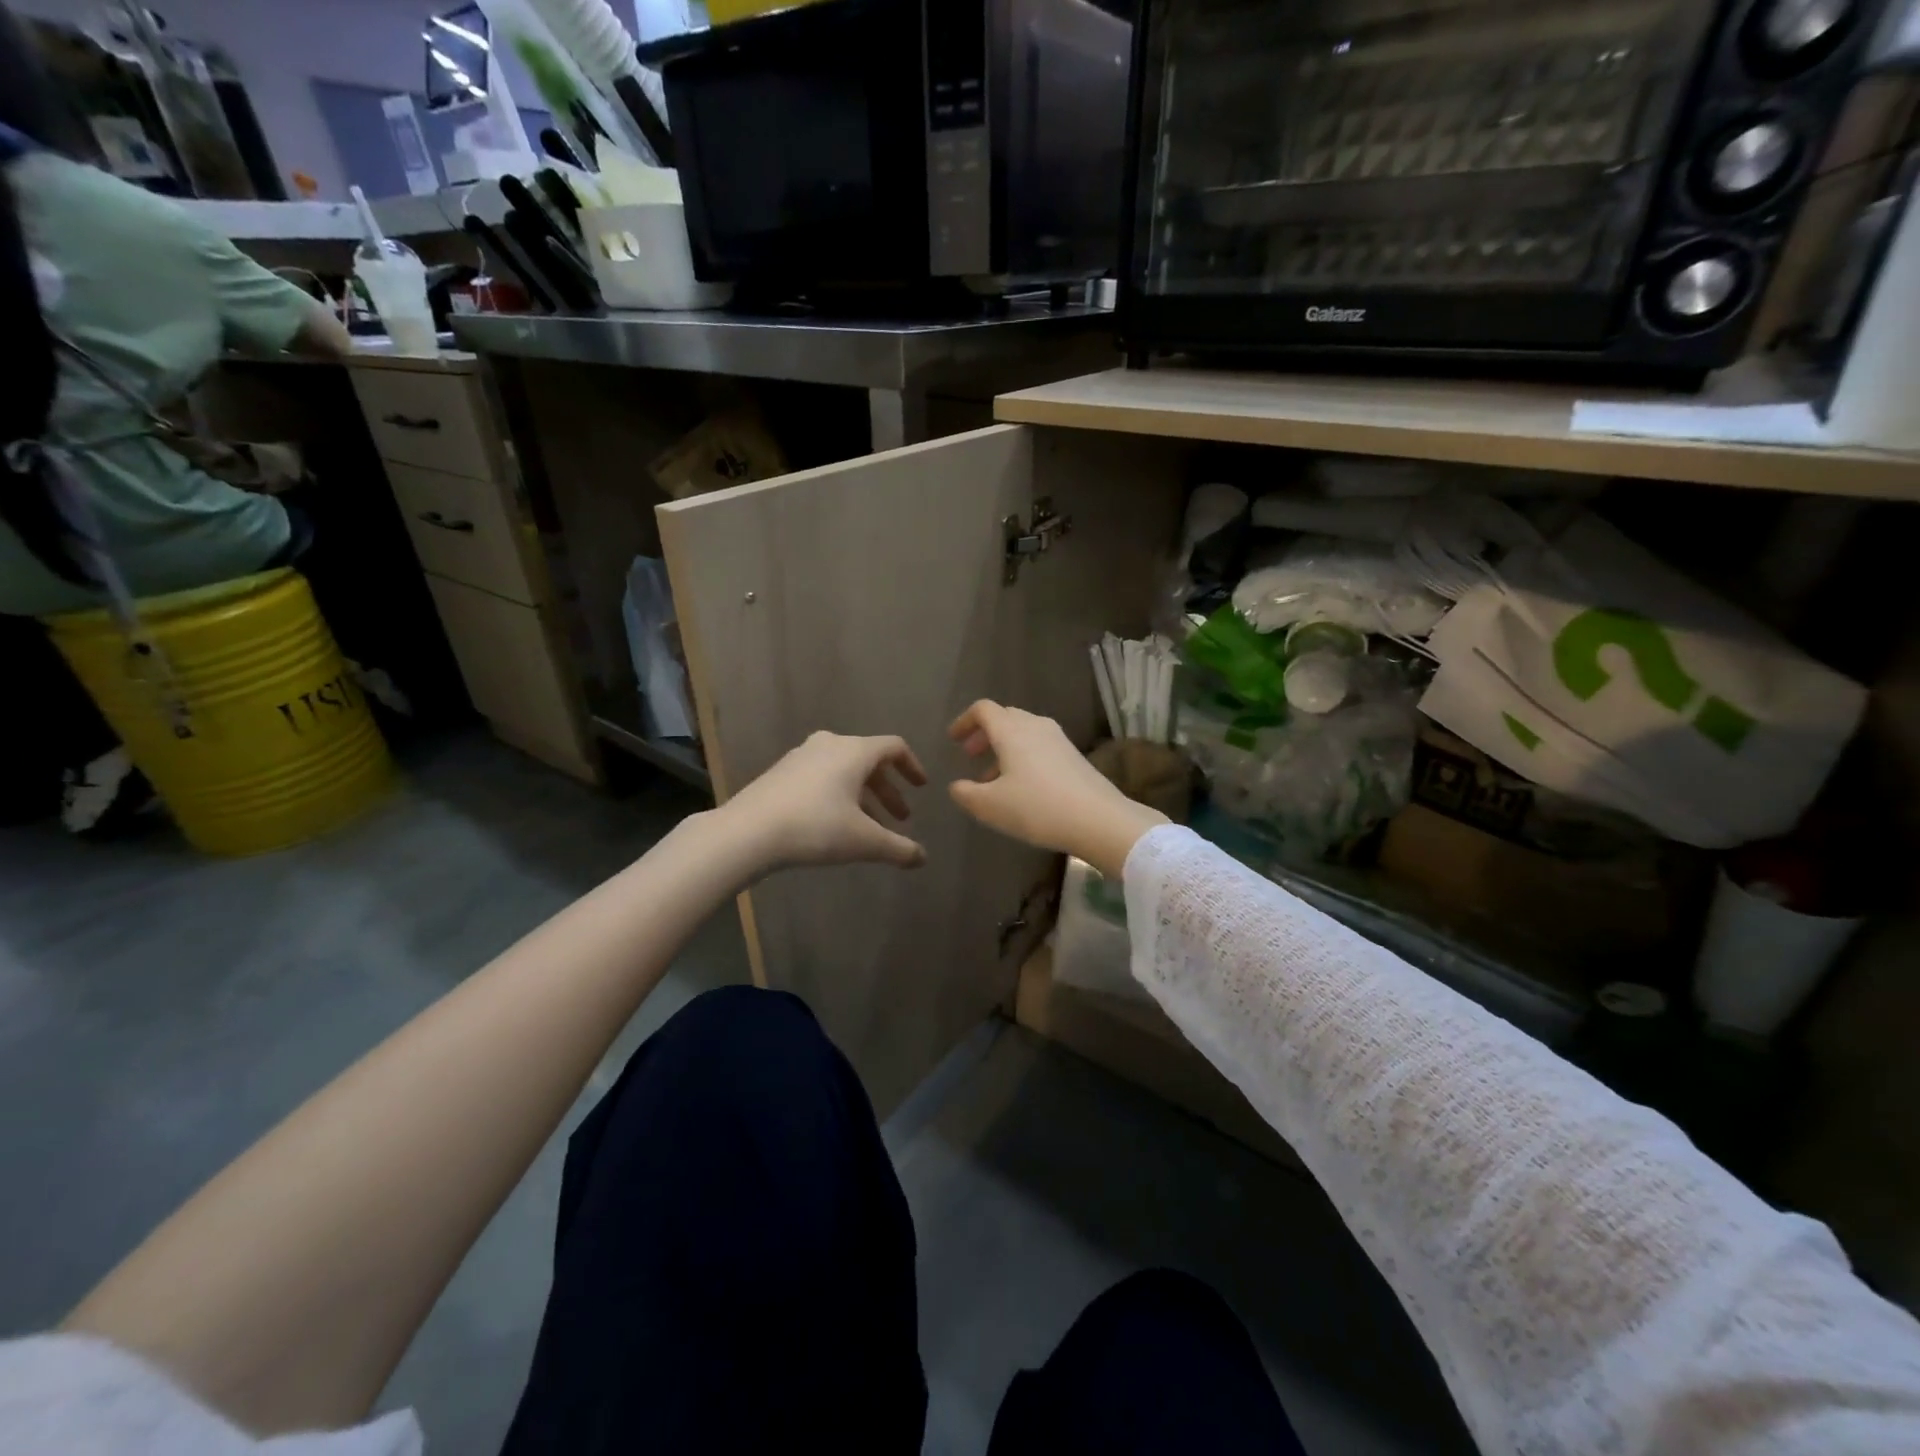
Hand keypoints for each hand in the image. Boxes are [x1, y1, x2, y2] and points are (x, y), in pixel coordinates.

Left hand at [720, 731, 928, 876]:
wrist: (747, 832)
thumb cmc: (815, 827)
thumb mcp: (864, 841)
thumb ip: (898, 848)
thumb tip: (922, 858)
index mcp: (854, 751)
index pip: (894, 747)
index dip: (912, 766)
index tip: (921, 788)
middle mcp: (830, 744)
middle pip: (869, 761)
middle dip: (888, 790)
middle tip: (901, 818)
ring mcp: (801, 756)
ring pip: (844, 771)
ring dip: (863, 796)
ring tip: (870, 828)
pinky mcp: (781, 772)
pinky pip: (822, 777)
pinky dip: (839, 795)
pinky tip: (835, 824)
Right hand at [948, 701, 1166, 879]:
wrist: (1098, 819)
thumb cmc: (1036, 808)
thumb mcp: (990, 806)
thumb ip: (965, 794)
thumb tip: (956, 786)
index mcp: (1011, 731)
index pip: (983, 710)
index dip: (964, 721)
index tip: (953, 739)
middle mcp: (1035, 726)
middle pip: (1005, 717)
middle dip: (984, 734)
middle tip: (970, 756)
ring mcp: (1059, 740)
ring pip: (1024, 733)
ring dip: (1003, 749)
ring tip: (992, 779)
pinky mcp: (1074, 756)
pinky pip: (1040, 747)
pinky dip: (1023, 758)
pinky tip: (1021, 787)